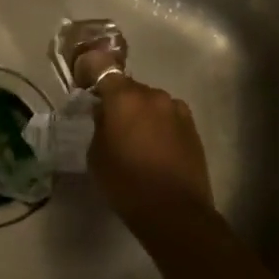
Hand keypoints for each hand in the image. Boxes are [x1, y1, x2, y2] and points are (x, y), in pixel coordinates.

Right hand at [88, 76, 215, 236]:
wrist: (175, 212)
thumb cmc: (126, 183)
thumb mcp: (96, 155)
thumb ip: (99, 125)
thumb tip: (105, 114)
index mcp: (124, 97)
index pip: (102, 67)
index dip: (91, 72)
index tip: (86, 87)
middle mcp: (152, 94)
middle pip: (128, 87)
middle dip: (118, 100)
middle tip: (111, 124)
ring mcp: (176, 109)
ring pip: (150, 102)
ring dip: (141, 113)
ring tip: (137, 140)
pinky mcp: (192, 126)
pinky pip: (168, 116)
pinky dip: (159, 125)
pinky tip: (156, 148)